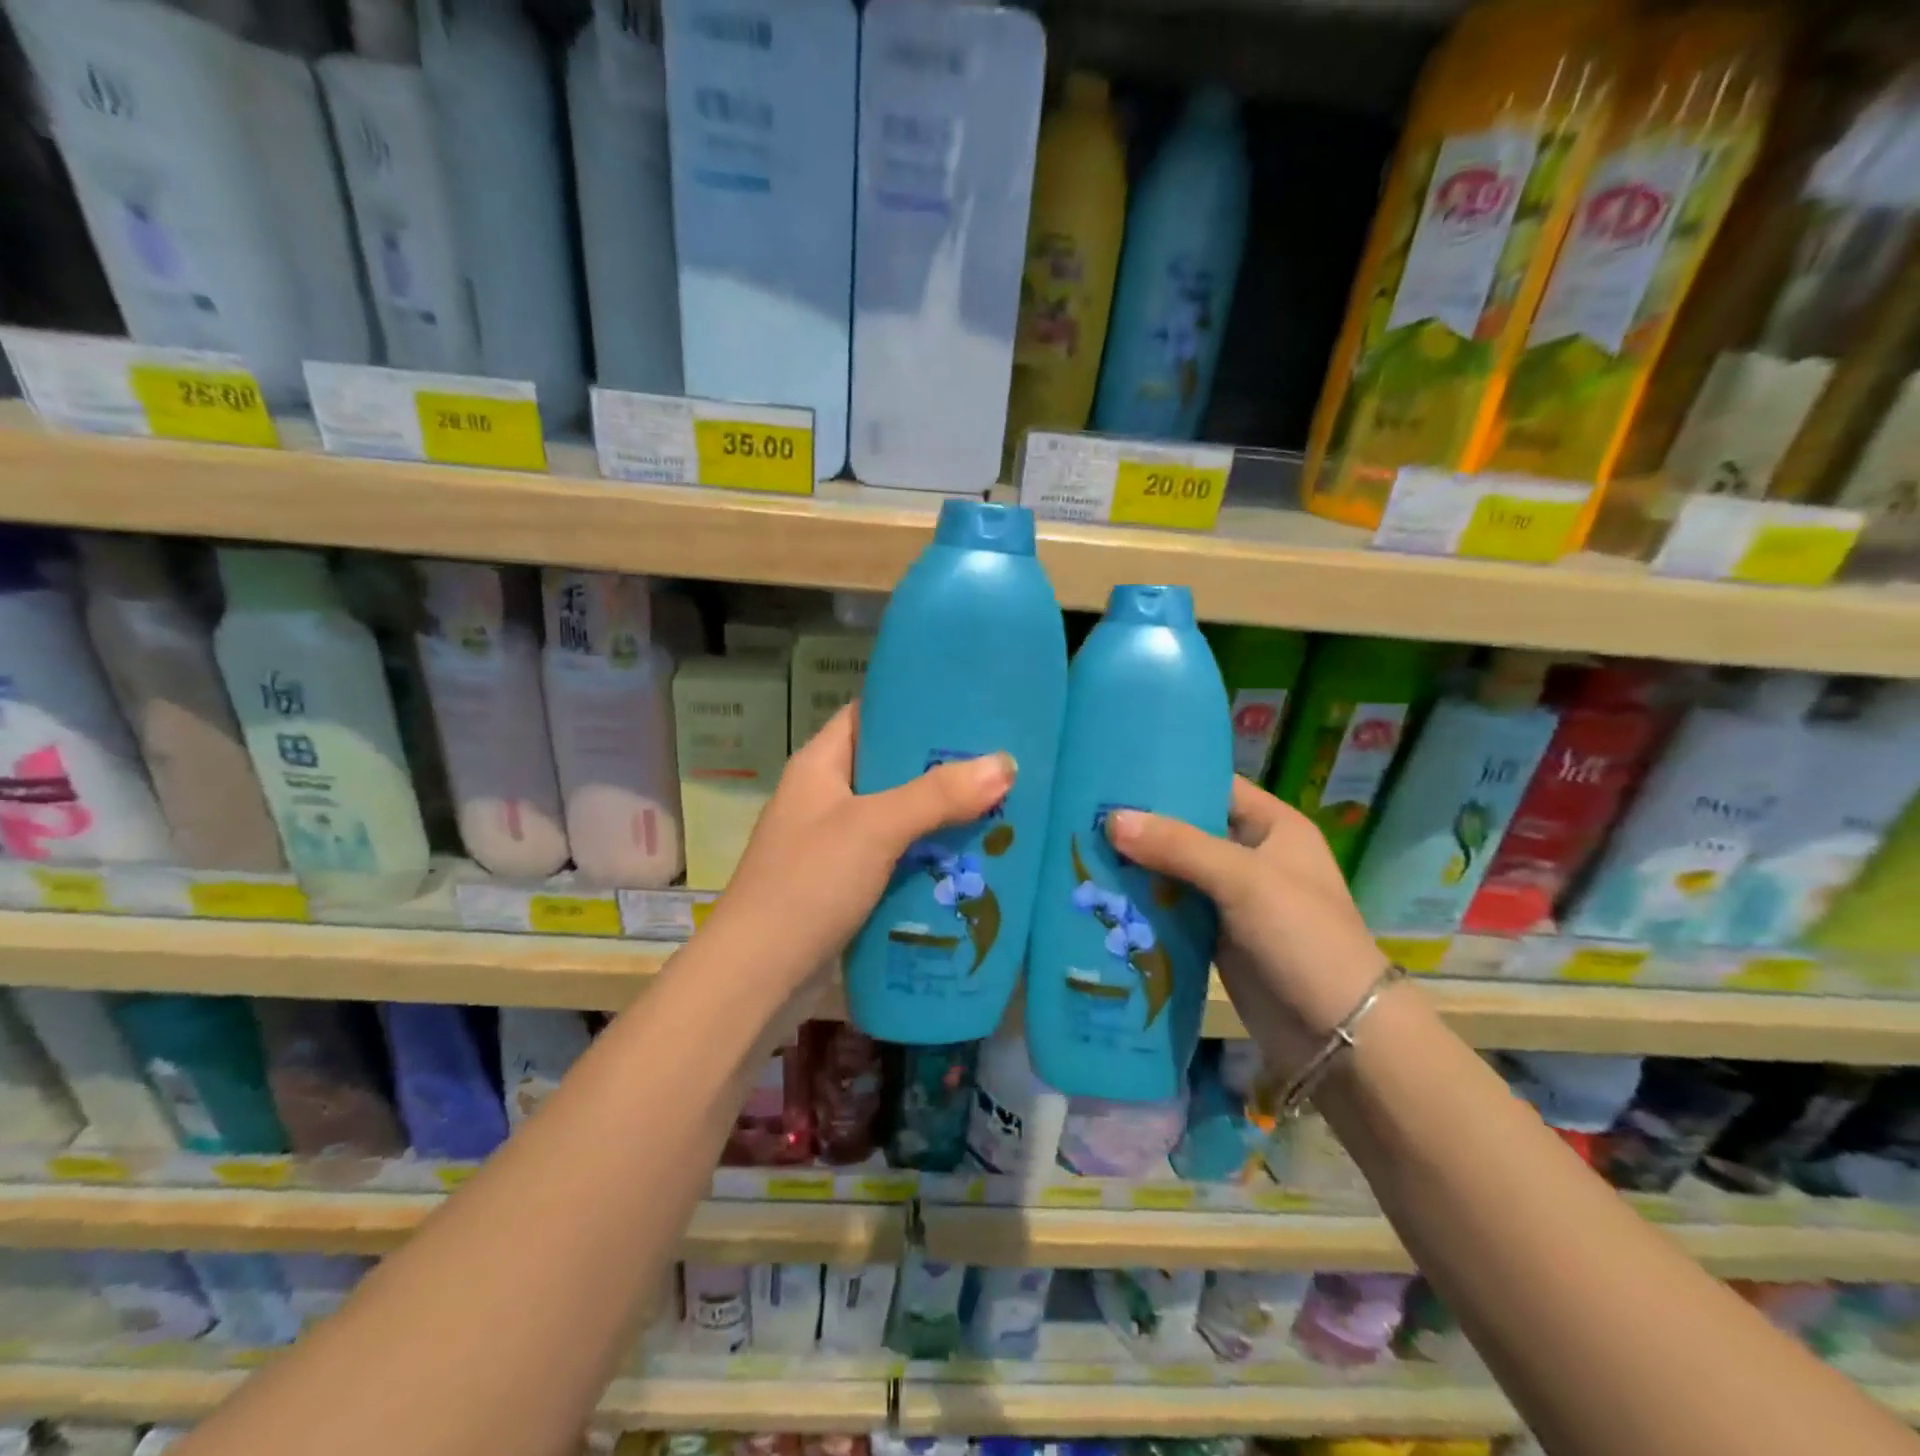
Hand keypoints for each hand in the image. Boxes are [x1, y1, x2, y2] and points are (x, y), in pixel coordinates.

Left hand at [703, 704, 1016, 1000]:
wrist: (758, 975)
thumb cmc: (808, 882)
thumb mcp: (875, 828)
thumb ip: (938, 795)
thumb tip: (1006, 763)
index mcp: (820, 765)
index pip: (869, 714)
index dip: (914, 705)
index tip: (969, 707)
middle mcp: (825, 797)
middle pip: (890, 768)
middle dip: (941, 768)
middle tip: (999, 763)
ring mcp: (832, 843)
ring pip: (897, 817)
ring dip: (940, 817)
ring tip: (1000, 807)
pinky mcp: (844, 884)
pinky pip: (894, 858)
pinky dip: (926, 856)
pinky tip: (969, 859)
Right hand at [1106, 777, 1388, 1072]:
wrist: (1337, 1035)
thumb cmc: (1302, 937)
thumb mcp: (1243, 880)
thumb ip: (1178, 846)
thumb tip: (1112, 820)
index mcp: (1272, 826)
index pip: (1214, 785)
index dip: (1169, 776)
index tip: (1115, 772)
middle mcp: (1251, 855)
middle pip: (1187, 828)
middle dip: (1141, 825)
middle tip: (1084, 813)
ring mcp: (1232, 898)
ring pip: (1174, 870)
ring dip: (1136, 866)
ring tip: (1079, 848)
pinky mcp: (1216, 936)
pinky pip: (1172, 909)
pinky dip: (1144, 903)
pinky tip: (1101, 894)